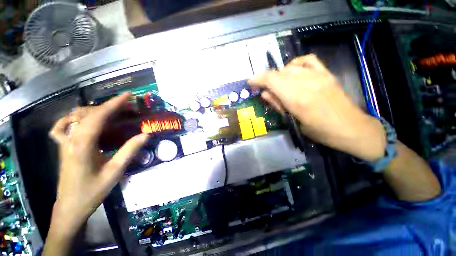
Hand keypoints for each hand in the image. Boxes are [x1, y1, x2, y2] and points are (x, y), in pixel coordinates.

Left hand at [48, 93, 148, 234]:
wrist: (70, 207)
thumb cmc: (92, 191)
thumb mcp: (115, 172)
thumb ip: (129, 151)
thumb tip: (145, 134)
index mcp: (83, 145)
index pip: (99, 117)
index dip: (114, 104)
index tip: (128, 96)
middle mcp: (71, 139)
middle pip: (88, 113)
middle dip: (109, 106)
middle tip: (127, 108)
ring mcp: (64, 142)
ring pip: (76, 117)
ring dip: (95, 110)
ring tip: (112, 113)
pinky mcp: (63, 147)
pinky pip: (62, 127)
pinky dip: (71, 119)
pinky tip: (80, 120)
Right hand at [249, 54, 385, 161]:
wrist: (350, 128)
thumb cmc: (319, 131)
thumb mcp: (294, 122)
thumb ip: (278, 105)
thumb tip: (264, 94)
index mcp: (297, 99)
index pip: (272, 80)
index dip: (258, 79)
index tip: (250, 82)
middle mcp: (306, 83)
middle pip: (278, 73)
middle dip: (266, 79)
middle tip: (262, 88)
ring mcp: (318, 76)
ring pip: (290, 67)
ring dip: (278, 75)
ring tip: (278, 84)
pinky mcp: (326, 73)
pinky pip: (307, 60)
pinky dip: (296, 63)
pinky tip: (293, 71)